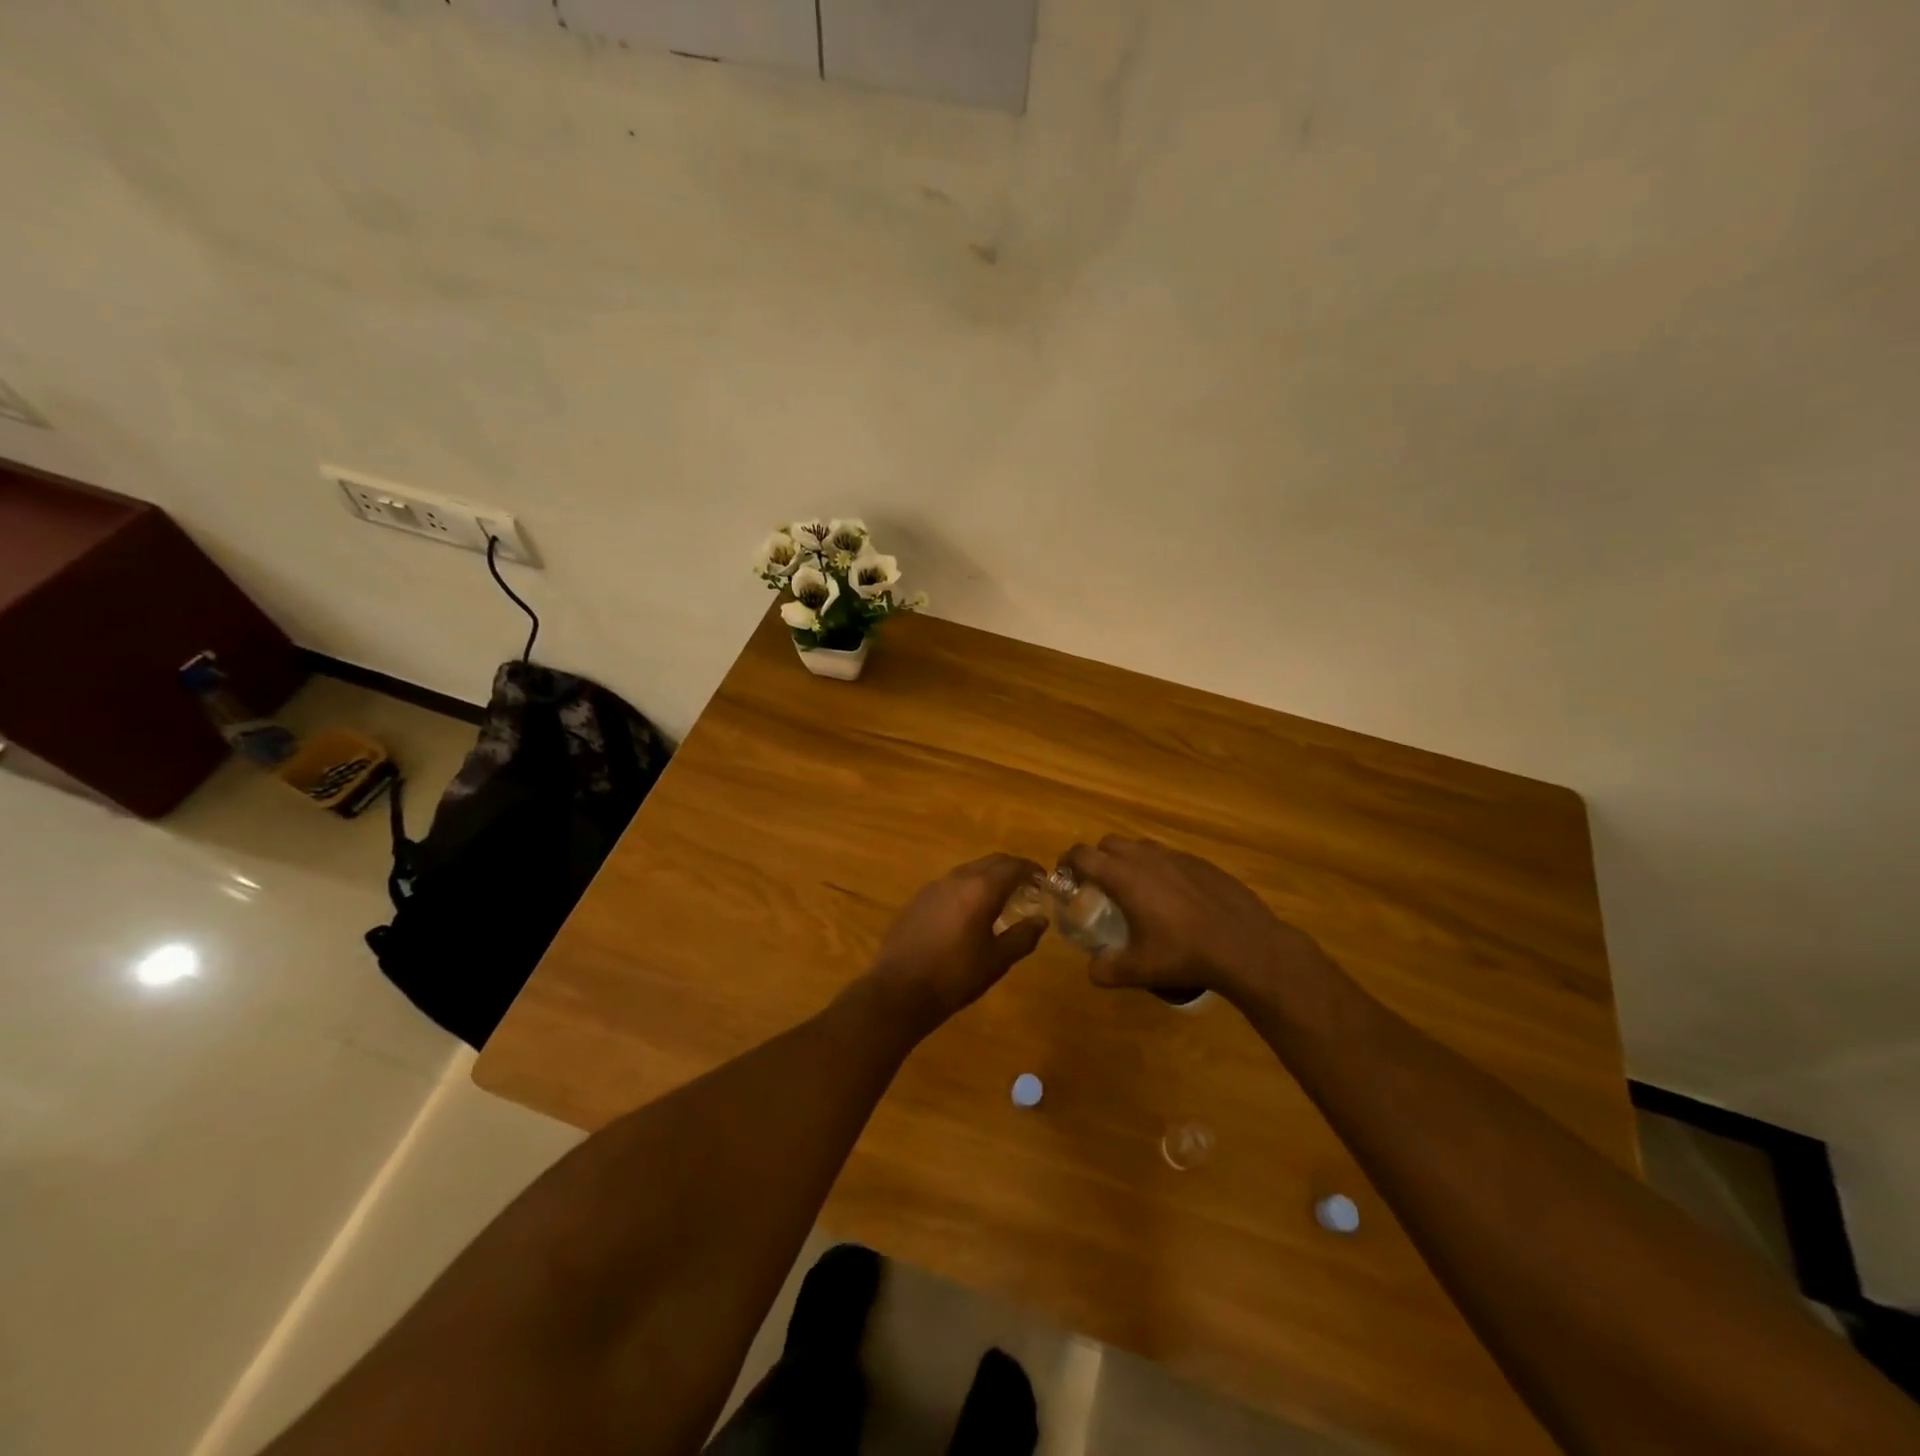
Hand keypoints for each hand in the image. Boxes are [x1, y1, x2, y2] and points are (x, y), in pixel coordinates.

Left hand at [865, 854, 1048, 1029]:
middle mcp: (957, 878)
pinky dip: (968, 888)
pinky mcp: (918, 899)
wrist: (899, 990)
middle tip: (1027, 887)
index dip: (1032, 870)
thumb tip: (1040, 920)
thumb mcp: (997, 961)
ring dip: (989, 877)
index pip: (1013, 866)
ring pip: (969, 870)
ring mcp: (934, 887)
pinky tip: (969, 911)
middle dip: (1012, 869)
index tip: (1044, 879)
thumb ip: (1023, 937)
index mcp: (981, 889)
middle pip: (991, 862)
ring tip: (1001, 899)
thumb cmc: (955, 976)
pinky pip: (951, 884)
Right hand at [1061, 837, 1331, 1005]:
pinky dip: (1160, 870)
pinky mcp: (1201, 863)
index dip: (1067, 863)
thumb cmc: (1184, 954)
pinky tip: (1174, 899)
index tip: (1066, 879)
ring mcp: (1177, 857)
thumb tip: (1092, 969)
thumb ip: (1106, 969)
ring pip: (1141, 847)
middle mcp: (1146, 858)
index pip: (1081, 854)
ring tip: (1137, 891)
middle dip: (1098, 859)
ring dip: (1129, 861)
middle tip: (1100, 887)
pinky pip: (1170, 857)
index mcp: (1123, 876)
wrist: (1245, 946)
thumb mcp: (1138, 970)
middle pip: (1108, 843)